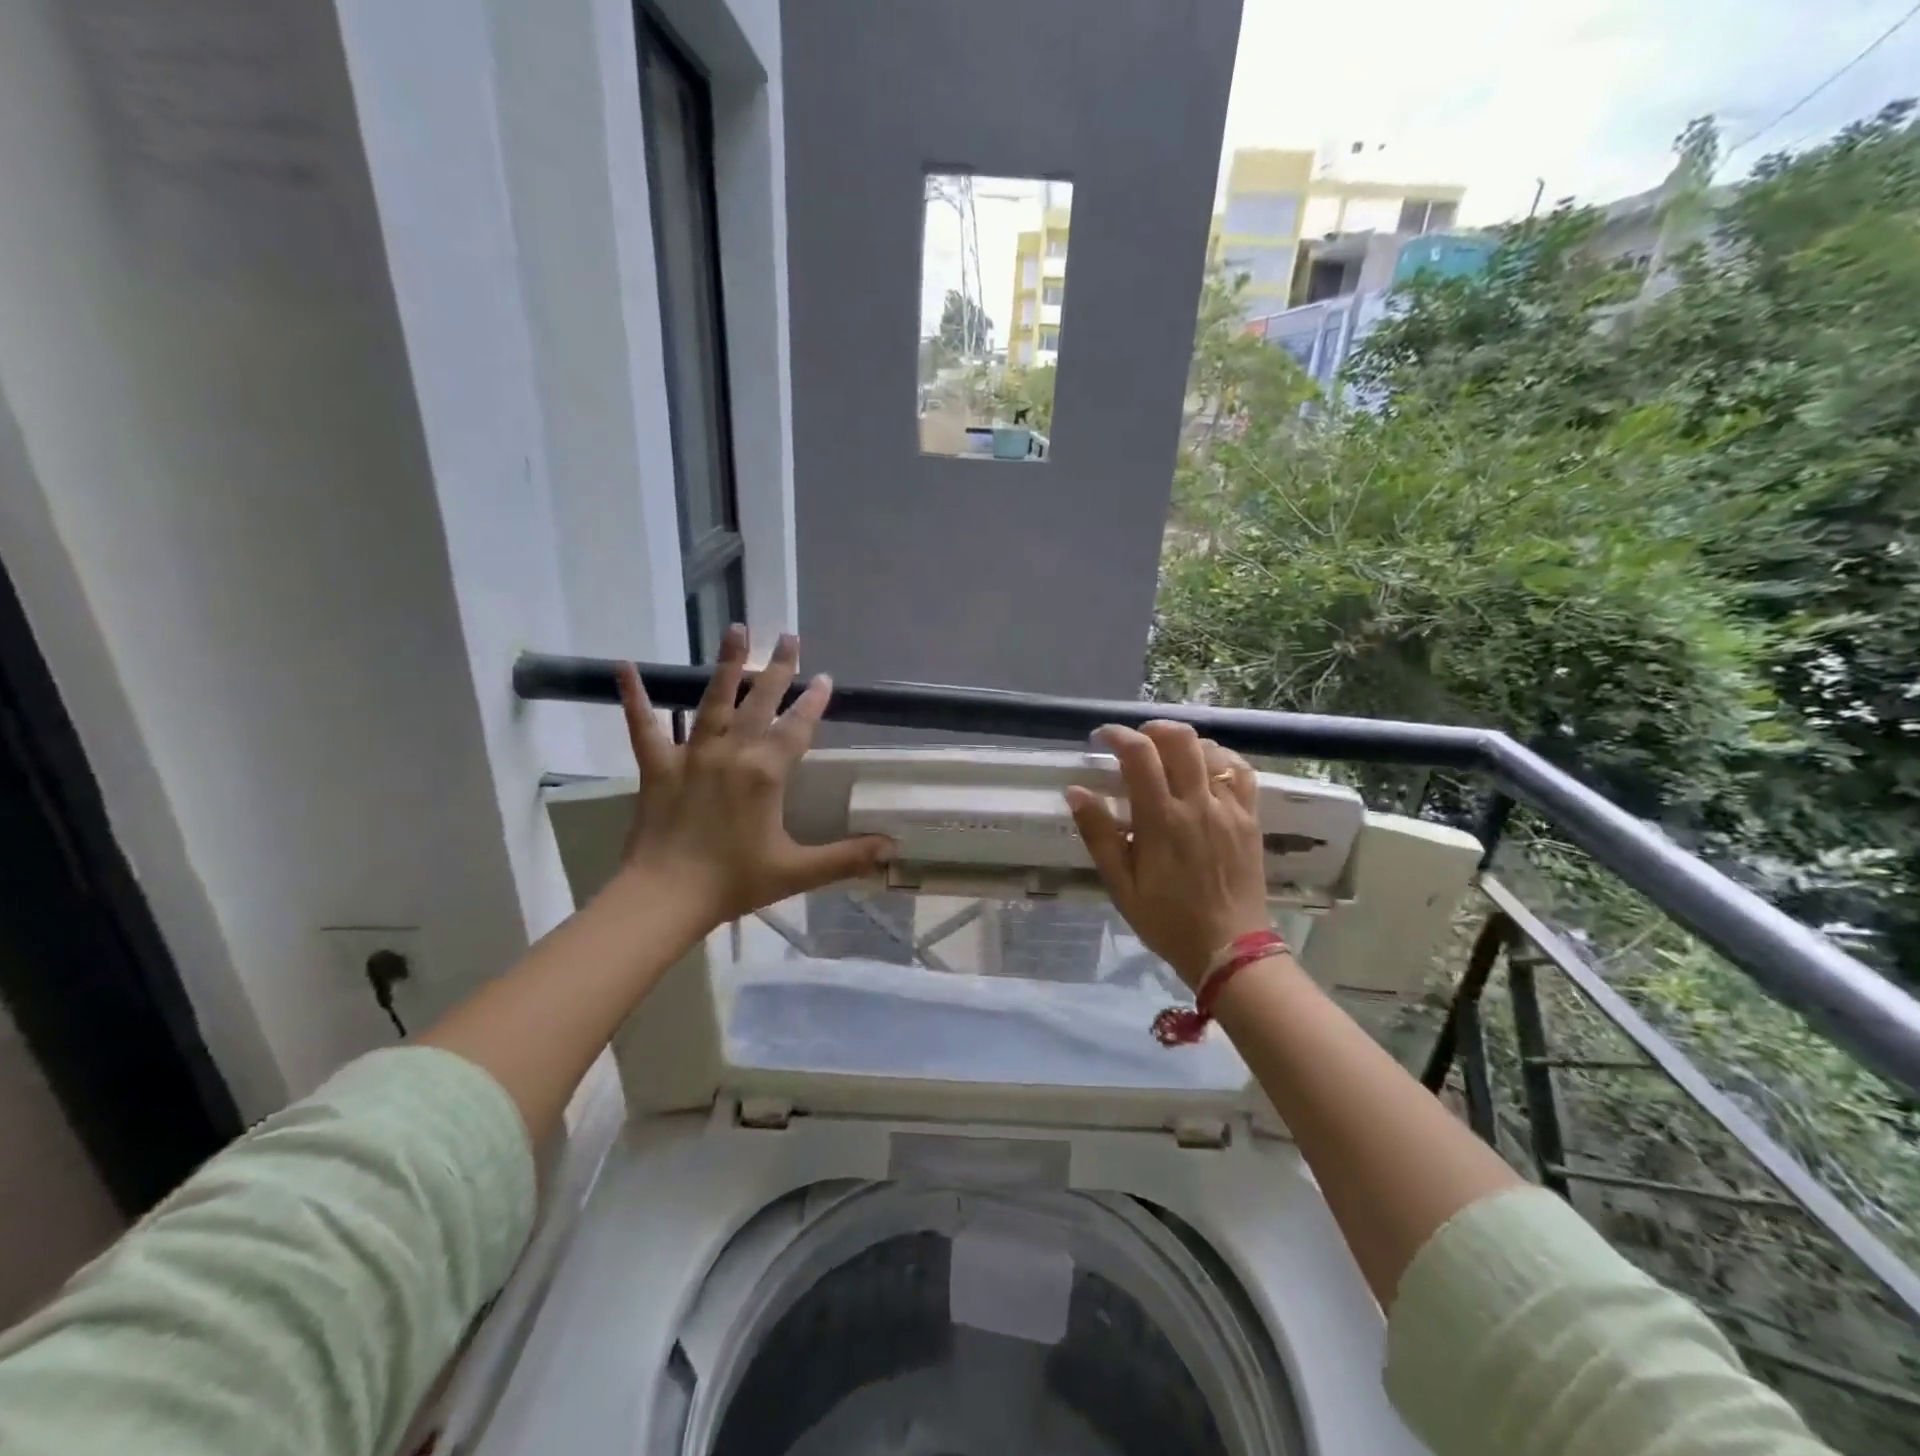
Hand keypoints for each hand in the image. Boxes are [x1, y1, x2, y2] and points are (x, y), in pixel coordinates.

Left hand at [611, 625, 894, 929]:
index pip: (797, 727)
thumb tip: (892, 848)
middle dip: (779, 669)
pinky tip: (624, 666)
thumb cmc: (734, 882)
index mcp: (766, 773)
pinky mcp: (657, 766)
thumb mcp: (798, 871)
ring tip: (736, 629)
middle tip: (789, 637)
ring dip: (727, 664)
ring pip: (713, 700)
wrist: (665, 897)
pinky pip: (644, 727)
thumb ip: (847, 857)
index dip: (814, 703)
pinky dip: (634, 697)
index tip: (826, 679)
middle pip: (760, 702)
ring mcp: (692, 755)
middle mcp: (732, 753)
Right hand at [1066, 723, 1269, 988]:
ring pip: (1211, 750)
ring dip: (1184, 744)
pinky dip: (1220, 759)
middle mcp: (1197, 804)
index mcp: (1161, 820)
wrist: (1229, 950)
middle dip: (1152, 729)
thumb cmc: (1167, 920)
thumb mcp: (1120, 885)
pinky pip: (1241, 772)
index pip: (1139, 755)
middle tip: (1135, 744)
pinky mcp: (1250, 818)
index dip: (1118, 735)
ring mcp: (1229, 809)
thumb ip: (1098, 835)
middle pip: (1180, 739)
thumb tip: (1076, 791)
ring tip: (1167, 758)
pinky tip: (1206, 769)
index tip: (1102, 738)